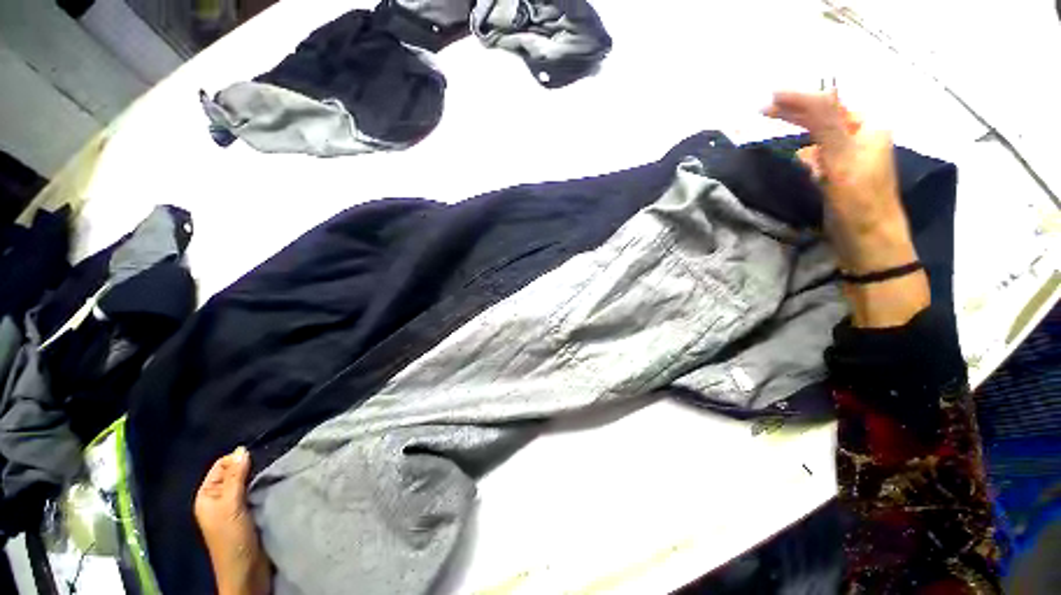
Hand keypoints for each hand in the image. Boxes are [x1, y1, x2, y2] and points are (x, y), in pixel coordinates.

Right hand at [764, 91, 929, 327]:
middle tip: (764, 110)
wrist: (868, 243)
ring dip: (799, 134)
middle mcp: (862, 139)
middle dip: (796, 113)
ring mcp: (852, 160)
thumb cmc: (859, 200)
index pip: (829, 105)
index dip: (799, 99)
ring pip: (820, 139)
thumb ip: (826, 123)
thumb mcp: (842, 157)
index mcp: (868, 128)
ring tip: (776, 128)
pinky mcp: (841, 179)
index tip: (768, 98)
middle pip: (825, 119)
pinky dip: (806, 156)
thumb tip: (806, 92)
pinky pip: (820, 159)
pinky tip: (798, 162)